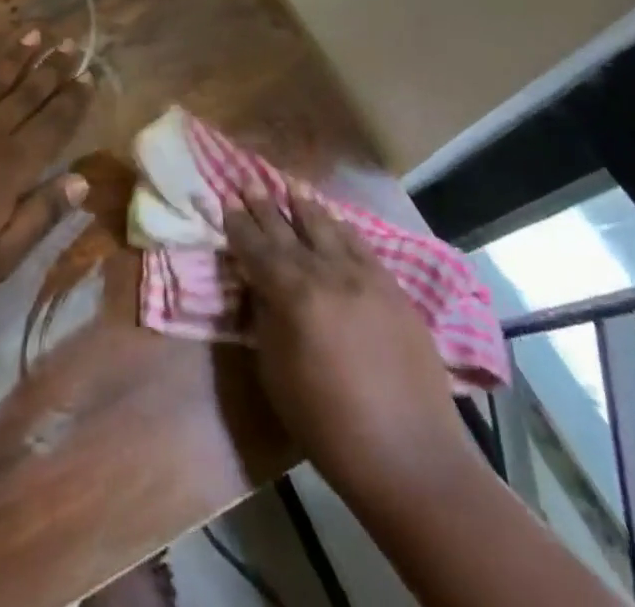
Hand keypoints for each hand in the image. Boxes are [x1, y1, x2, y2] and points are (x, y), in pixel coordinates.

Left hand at [0, 28, 92, 309]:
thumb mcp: (0, 256)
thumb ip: (43, 214)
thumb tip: (83, 180)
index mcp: (13, 165)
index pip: (54, 124)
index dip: (73, 99)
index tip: (89, 75)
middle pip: (28, 92)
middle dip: (53, 67)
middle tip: (72, 42)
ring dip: (17, 53)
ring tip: (35, 31)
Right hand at [225, 185, 475, 494]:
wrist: (409, 456)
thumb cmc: (328, 425)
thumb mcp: (276, 374)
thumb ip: (265, 320)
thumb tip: (259, 287)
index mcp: (293, 295)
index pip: (256, 248)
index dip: (238, 223)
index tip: (225, 198)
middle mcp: (327, 273)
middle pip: (288, 230)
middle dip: (265, 204)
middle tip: (248, 178)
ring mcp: (364, 276)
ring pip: (328, 227)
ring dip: (305, 205)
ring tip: (290, 184)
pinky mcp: (393, 288)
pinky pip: (361, 245)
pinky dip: (343, 227)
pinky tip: (335, 218)